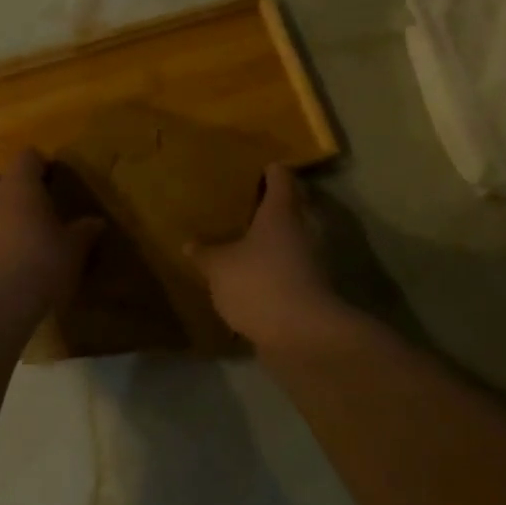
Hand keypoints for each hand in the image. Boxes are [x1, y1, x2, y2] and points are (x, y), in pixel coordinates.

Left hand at [0, 149, 101, 317]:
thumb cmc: (39, 263)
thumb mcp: (72, 250)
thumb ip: (83, 232)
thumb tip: (97, 222)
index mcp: (19, 185)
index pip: (26, 157)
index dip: (39, 165)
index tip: (52, 179)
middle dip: (4, 185)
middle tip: (26, 203)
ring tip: (16, 232)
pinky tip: (5, 255)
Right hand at [186, 165, 351, 351]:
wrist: (304, 336)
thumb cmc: (259, 283)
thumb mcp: (219, 267)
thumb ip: (205, 253)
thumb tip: (189, 243)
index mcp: (283, 210)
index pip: (281, 176)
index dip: (269, 170)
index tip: (253, 168)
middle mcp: (306, 227)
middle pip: (294, 205)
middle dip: (272, 205)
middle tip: (243, 206)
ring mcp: (315, 259)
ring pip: (296, 237)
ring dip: (277, 239)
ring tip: (247, 242)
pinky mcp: (316, 288)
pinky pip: (295, 267)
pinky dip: (280, 267)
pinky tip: (257, 276)